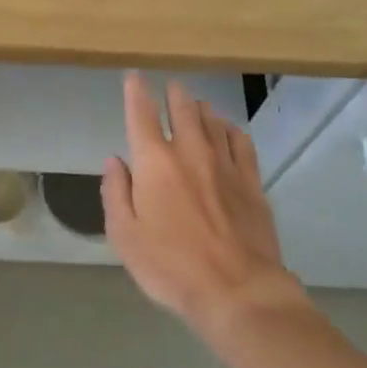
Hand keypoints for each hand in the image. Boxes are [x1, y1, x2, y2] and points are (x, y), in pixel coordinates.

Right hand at [103, 74, 306, 341]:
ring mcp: (225, 163)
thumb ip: (115, 193)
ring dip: (201, 109)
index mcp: (155, 162)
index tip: (134, 76)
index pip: (142, 113)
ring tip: (196, 107)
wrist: (238, 290)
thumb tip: (115, 160)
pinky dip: (230, 129)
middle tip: (171, 88)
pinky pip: (241, 141)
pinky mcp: (251, 180)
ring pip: (213, 119)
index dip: (136, 91)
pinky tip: (228, 132)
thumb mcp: (125, 236)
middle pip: (183, 108)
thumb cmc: (171, 267)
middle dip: (174, 94)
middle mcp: (190, 151)